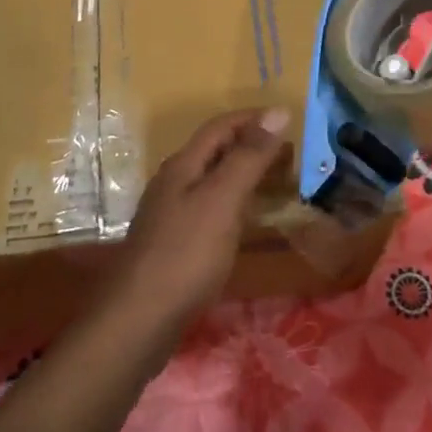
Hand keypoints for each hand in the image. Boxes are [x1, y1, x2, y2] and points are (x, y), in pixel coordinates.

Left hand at [118, 108, 292, 318]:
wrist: (139, 319)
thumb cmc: (185, 255)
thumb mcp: (222, 200)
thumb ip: (248, 157)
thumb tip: (277, 111)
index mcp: (183, 166)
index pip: (220, 126)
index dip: (253, 118)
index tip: (289, 119)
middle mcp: (174, 182)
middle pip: (215, 151)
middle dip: (252, 144)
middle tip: (292, 153)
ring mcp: (171, 214)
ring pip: (213, 179)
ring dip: (245, 173)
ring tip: (279, 181)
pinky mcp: (175, 242)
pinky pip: (211, 207)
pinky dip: (236, 202)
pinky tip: (248, 219)